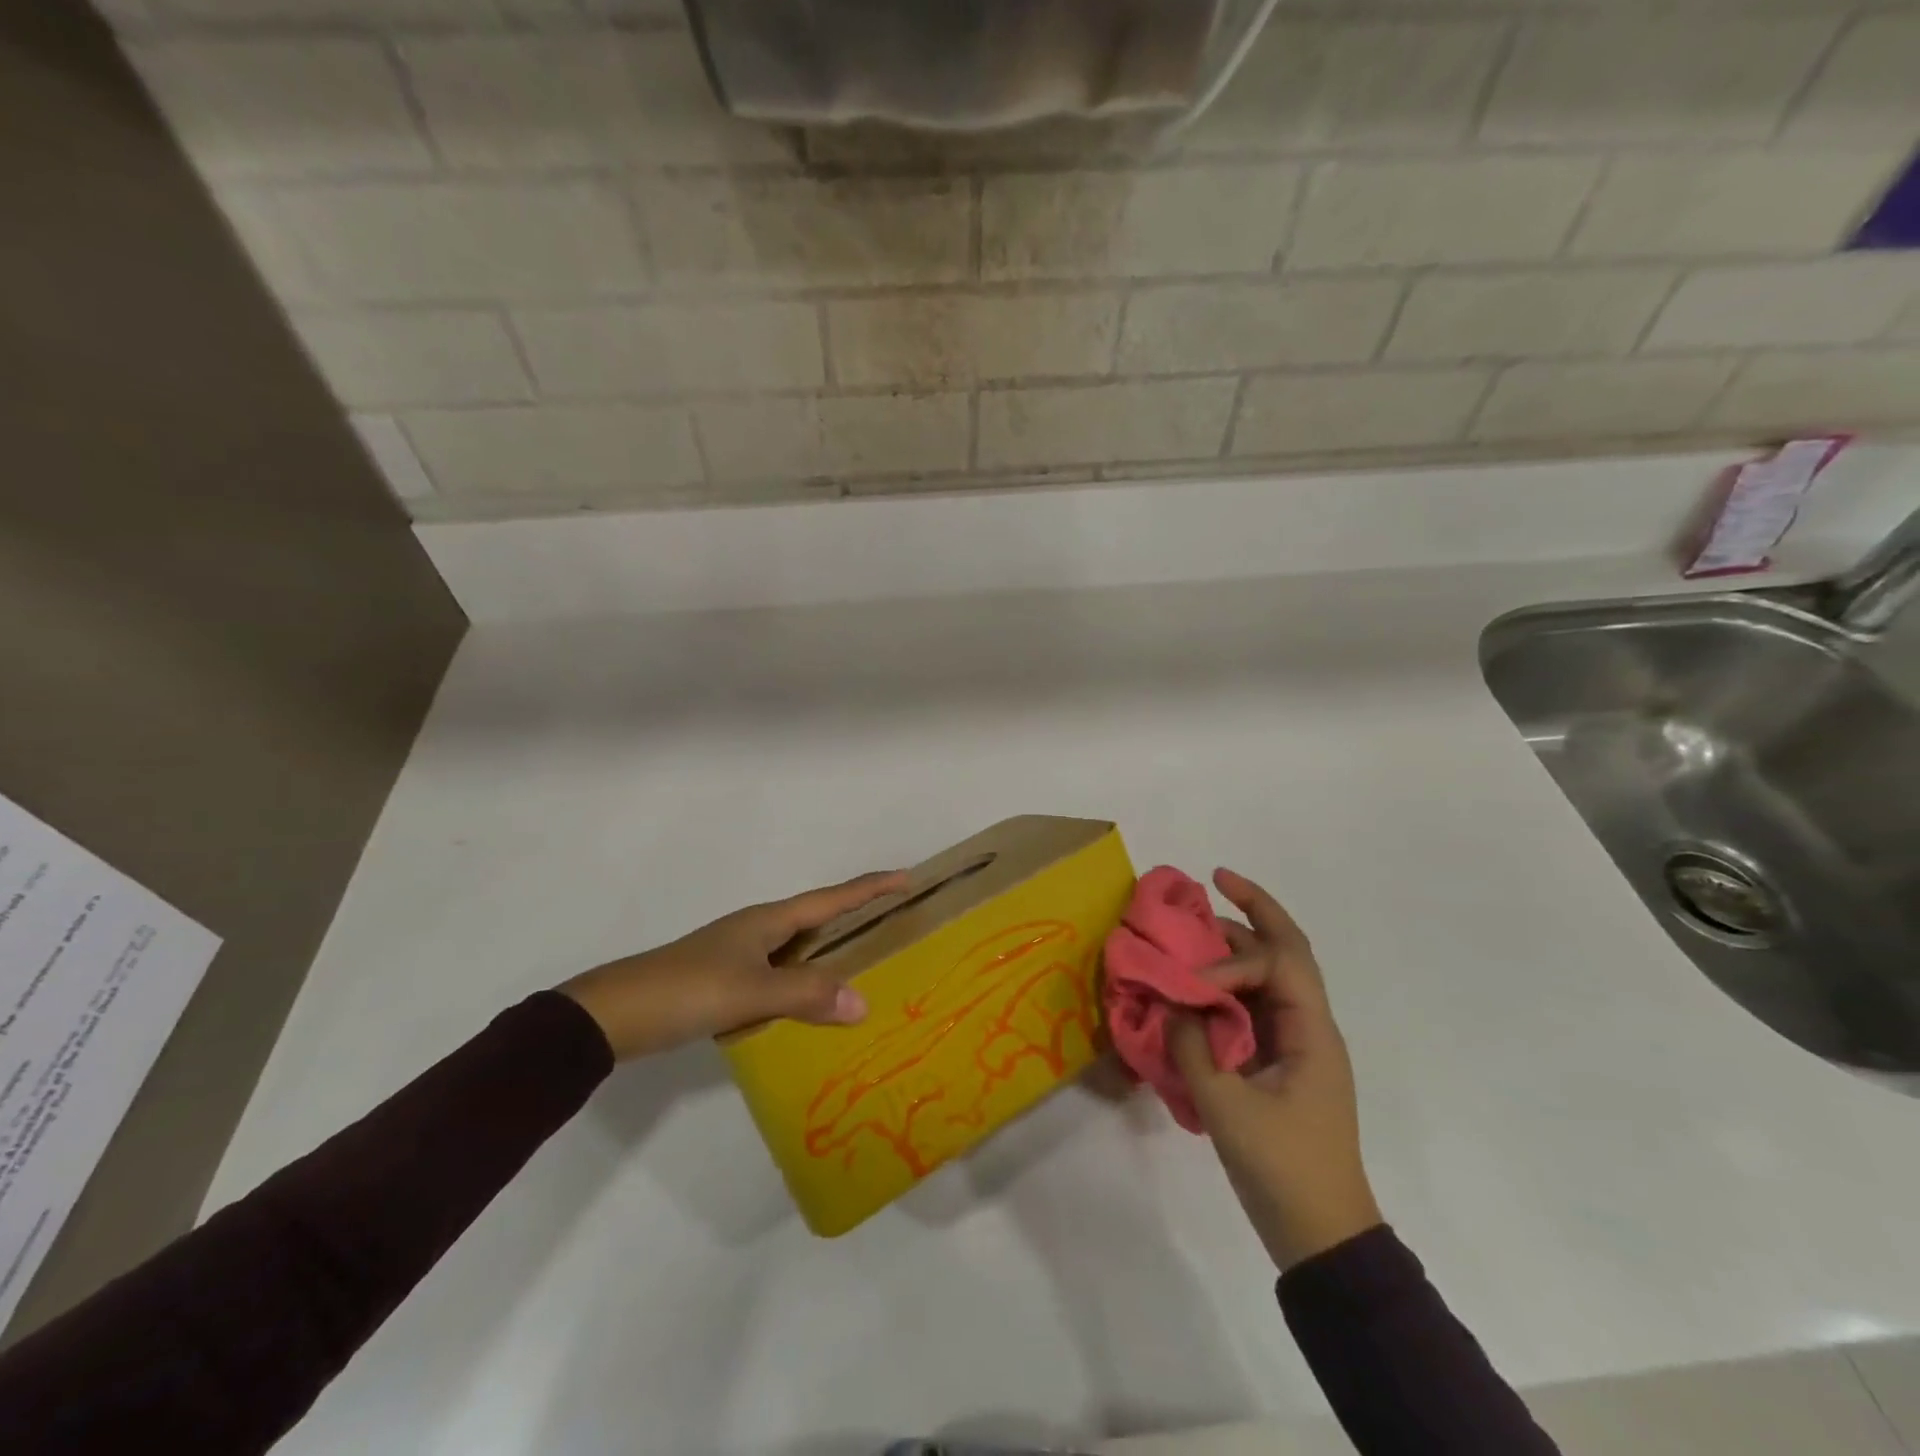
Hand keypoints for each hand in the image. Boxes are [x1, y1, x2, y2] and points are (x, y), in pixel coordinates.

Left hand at [558, 870, 909, 1059]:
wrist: (615, 1014)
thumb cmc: (687, 990)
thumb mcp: (750, 991)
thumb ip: (806, 995)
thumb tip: (863, 1002)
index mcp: (768, 920)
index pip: (831, 898)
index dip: (870, 887)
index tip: (906, 876)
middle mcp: (758, 929)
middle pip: (818, 917)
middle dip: (857, 917)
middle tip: (895, 923)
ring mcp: (740, 954)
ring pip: (798, 947)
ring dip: (830, 952)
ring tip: (866, 965)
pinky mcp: (726, 980)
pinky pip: (780, 973)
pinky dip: (805, 982)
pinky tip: (813, 1004)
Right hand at [1169, 868, 1382, 1270]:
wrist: (1322, 1237)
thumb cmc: (1283, 1169)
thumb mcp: (1227, 1108)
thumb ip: (1191, 1047)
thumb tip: (1169, 1004)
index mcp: (1312, 1031)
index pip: (1276, 964)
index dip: (1230, 960)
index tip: (1193, 982)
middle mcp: (1310, 1026)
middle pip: (1288, 951)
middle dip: (1255, 910)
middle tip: (1216, 879)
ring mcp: (1297, 1044)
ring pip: (1271, 975)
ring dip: (1240, 944)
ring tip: (1199, 923)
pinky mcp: (1280, 1064)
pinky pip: (1256, 1006)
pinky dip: (1230, 984)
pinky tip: (1198, 982)